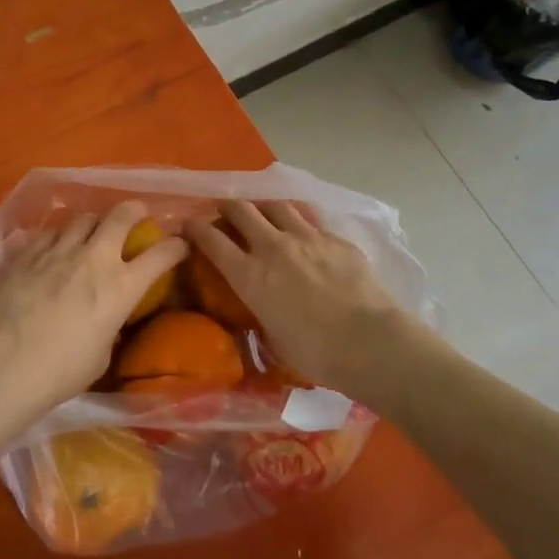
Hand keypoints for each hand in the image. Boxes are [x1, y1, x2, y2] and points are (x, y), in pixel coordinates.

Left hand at [0, 201, 186, 429]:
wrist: (4, 365)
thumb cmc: (60, 372)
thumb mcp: (101, 354)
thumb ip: (109, 326)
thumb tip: (106, 317)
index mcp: (121, 286)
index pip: (162, 254)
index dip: (175, 246)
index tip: (178, 245)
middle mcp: (95, 258)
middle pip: (122, 215)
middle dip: (134, 211)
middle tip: (136, 215)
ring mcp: (59, 250)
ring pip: (83, 218)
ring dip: (93, 224)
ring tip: (89, 233)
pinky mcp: (28, 252)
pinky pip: (50, 233)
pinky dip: (58, 238)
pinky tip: (53, 250)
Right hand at [185, 199, 414, 397]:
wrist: (369, 341)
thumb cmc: (316, 353)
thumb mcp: (274, 339)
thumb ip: (262, 314)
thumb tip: (262, 309)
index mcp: (250, 276)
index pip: (212, 240)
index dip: (196, 229)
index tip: (189, 225)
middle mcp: (273, 247)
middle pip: (241, 210)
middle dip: (227, 206)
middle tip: (225, 211)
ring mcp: (306, 237)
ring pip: (276, 205)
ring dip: (264, 206)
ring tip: (263, 212)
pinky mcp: (335, 238)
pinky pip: (309, 218)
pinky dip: (298, 219)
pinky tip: (303, 229)